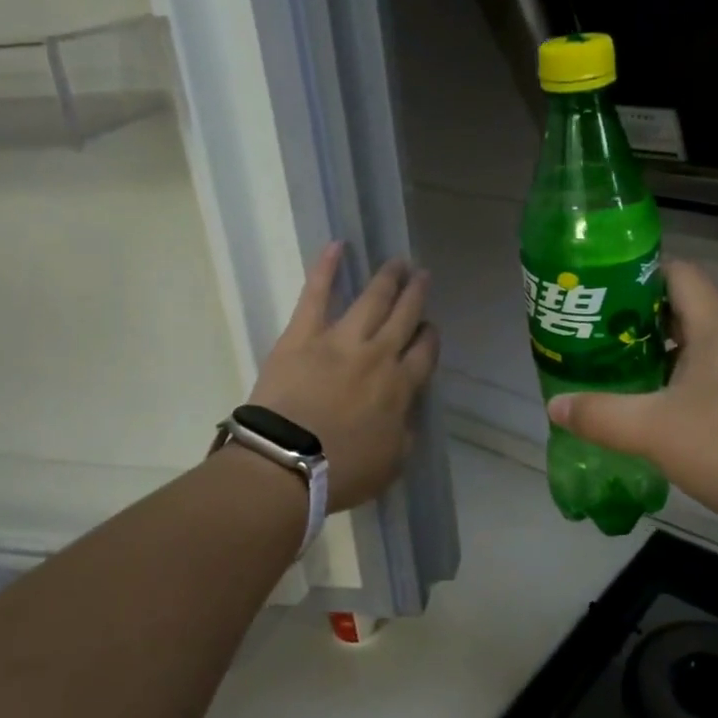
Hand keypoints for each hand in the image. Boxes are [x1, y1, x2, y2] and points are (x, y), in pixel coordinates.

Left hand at [247, 242, 439, 512]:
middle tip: (423, 276)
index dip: (429, 337)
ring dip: (388, 278)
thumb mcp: (392, 462)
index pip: (424, 353)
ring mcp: (341, 339)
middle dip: (416, 295)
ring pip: (373, 299)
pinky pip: (317, 294)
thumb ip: (404, 432)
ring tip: (399, 261)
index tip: (429, 329)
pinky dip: (327, 268)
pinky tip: (338, 245)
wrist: (287, 463)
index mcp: (401, 387)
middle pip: (404, 317)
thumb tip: (404, 413)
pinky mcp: (304, 334)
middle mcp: (379, 355)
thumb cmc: (342, 472)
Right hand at [546, 260, 717, 548]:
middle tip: (590, 338)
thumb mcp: (656, 430)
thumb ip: (602, 415)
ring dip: (652, 355)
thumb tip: (555, 405)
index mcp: (714, 326)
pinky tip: (648, 412)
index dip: (636, 274)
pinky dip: (673, 384)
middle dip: (633, 320)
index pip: (676, 273)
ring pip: (691, 347)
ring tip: (609, 373)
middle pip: (678, 309)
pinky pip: (704, 378)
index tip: (597, 294)